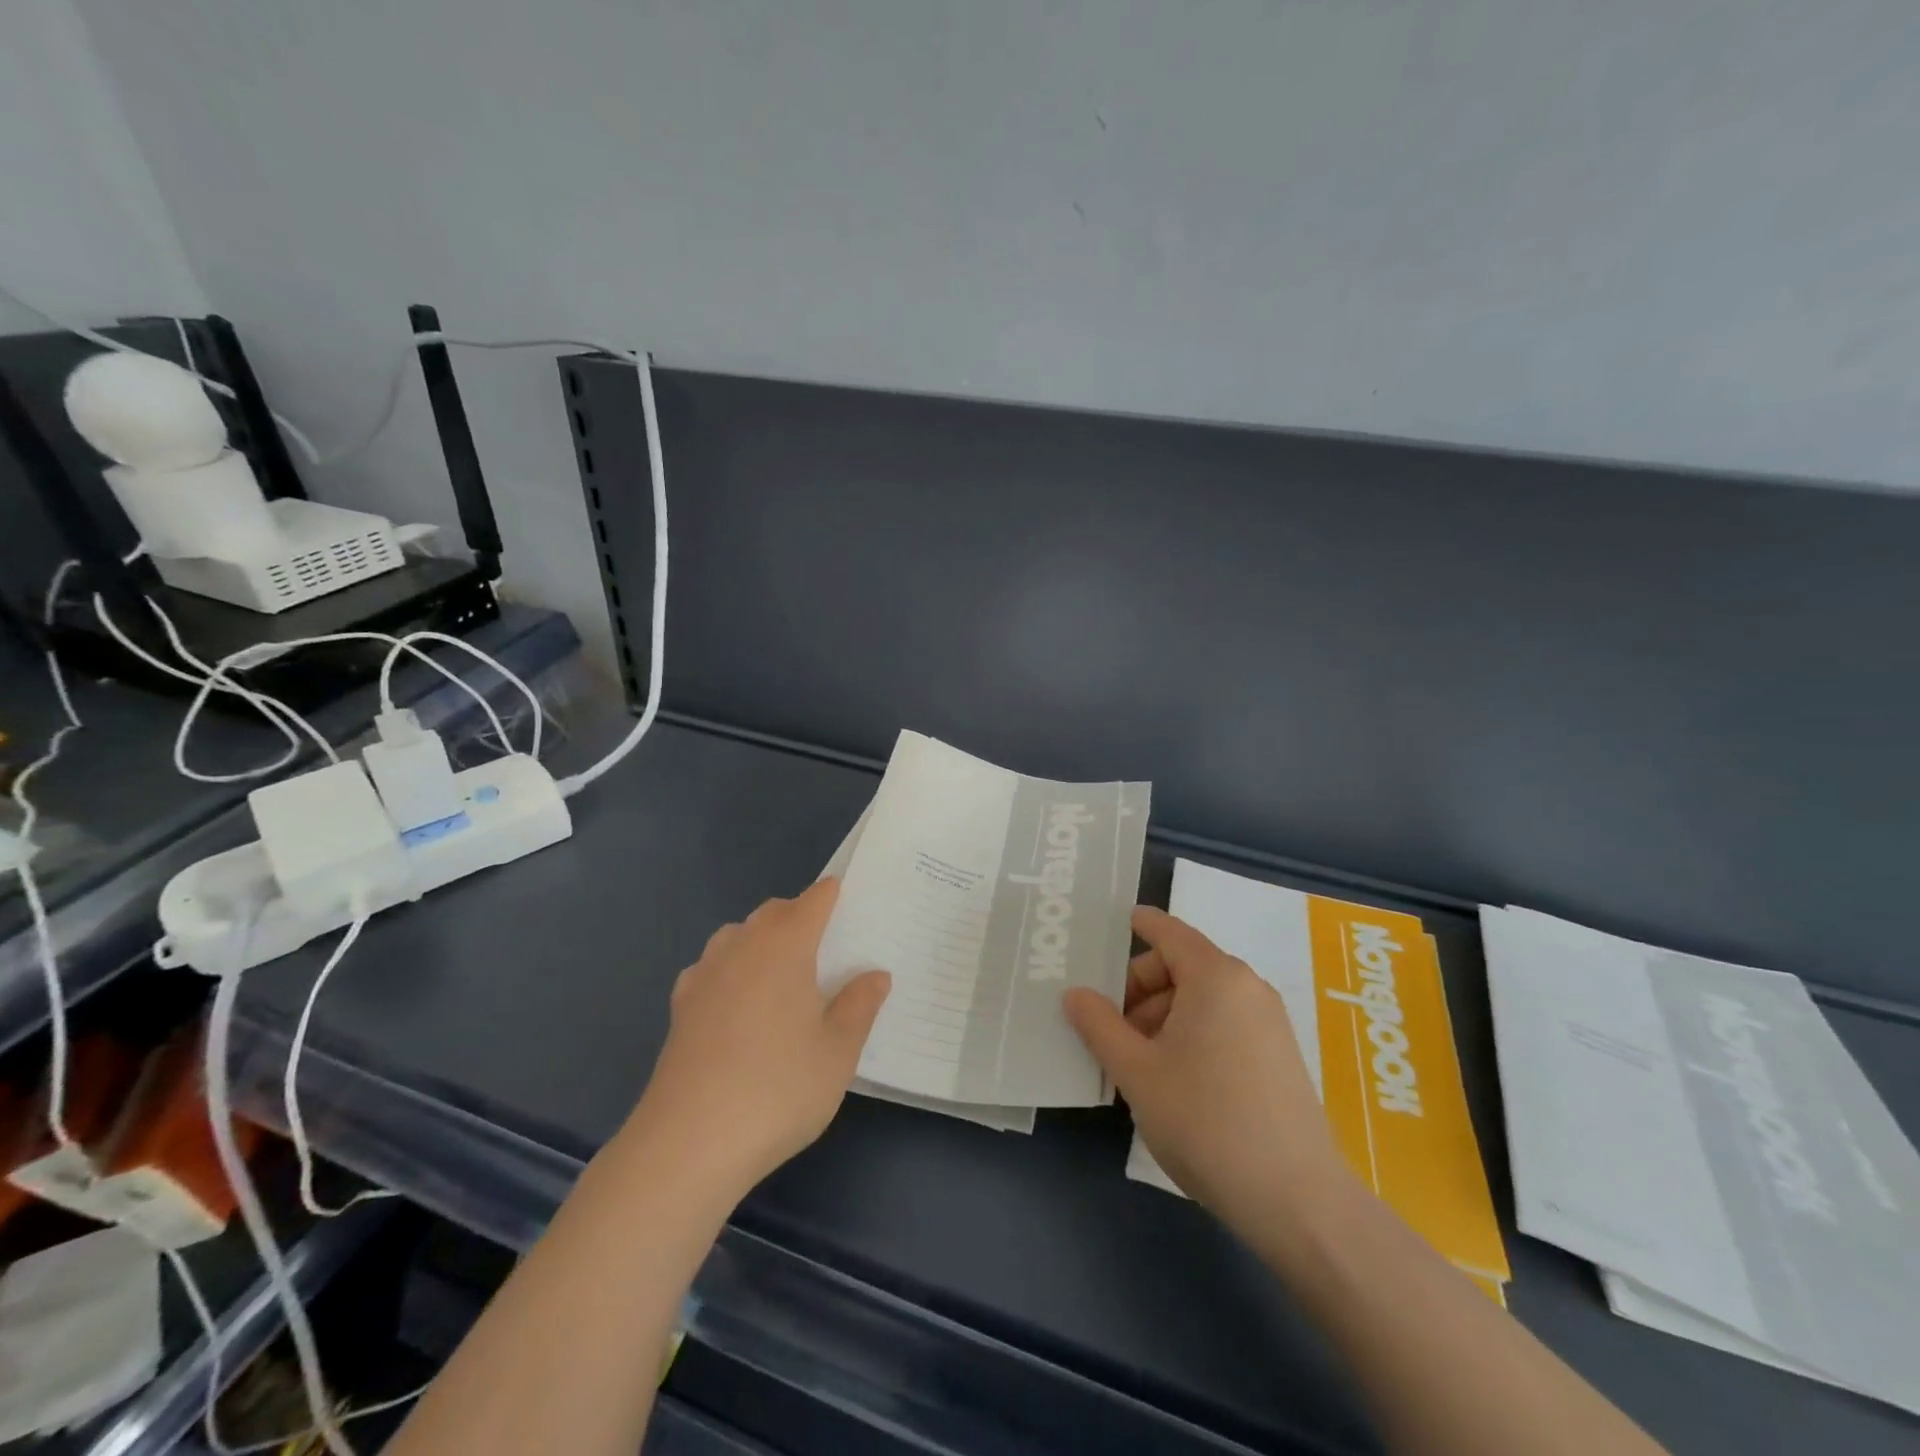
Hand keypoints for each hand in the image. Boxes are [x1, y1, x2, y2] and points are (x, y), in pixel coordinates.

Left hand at [625, 879, 890, 1200]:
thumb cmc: (778, 1088)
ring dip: (762, 939)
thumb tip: (875, 975)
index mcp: (785, 945)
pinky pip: (712, 968)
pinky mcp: (680, 1007)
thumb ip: (859, 1006)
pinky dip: (731, 970)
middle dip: (799, 915)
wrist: (688, 1143)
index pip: (813, 900)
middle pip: (773, 912)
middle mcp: (741, 946)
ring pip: (738, 935)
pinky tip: (738, 1005)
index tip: (850, 901)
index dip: (833, 894)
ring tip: (783, 974)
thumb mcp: (837, 1052)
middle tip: (826, 945)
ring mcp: (705, 975)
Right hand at [1065, 906, 1349, 1231]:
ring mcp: (1268, 1022)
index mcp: (1215, 976)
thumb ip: (1099, 1025)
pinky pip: (1223, 1023)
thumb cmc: (1205, 1121)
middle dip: (1140, 991)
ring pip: (1200, 999)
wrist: (1296, 1201)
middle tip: (1110, 1032)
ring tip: (1138, 1066)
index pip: (1167, 931)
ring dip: (1161, 1018)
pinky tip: (1173, 1081)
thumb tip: (1076, 994)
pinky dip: (1190, 1034)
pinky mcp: (1279, 1055)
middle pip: (1181, 966)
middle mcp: (1247, 987)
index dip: (1136, 925)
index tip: (1109, 929)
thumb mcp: (1137, 1071)